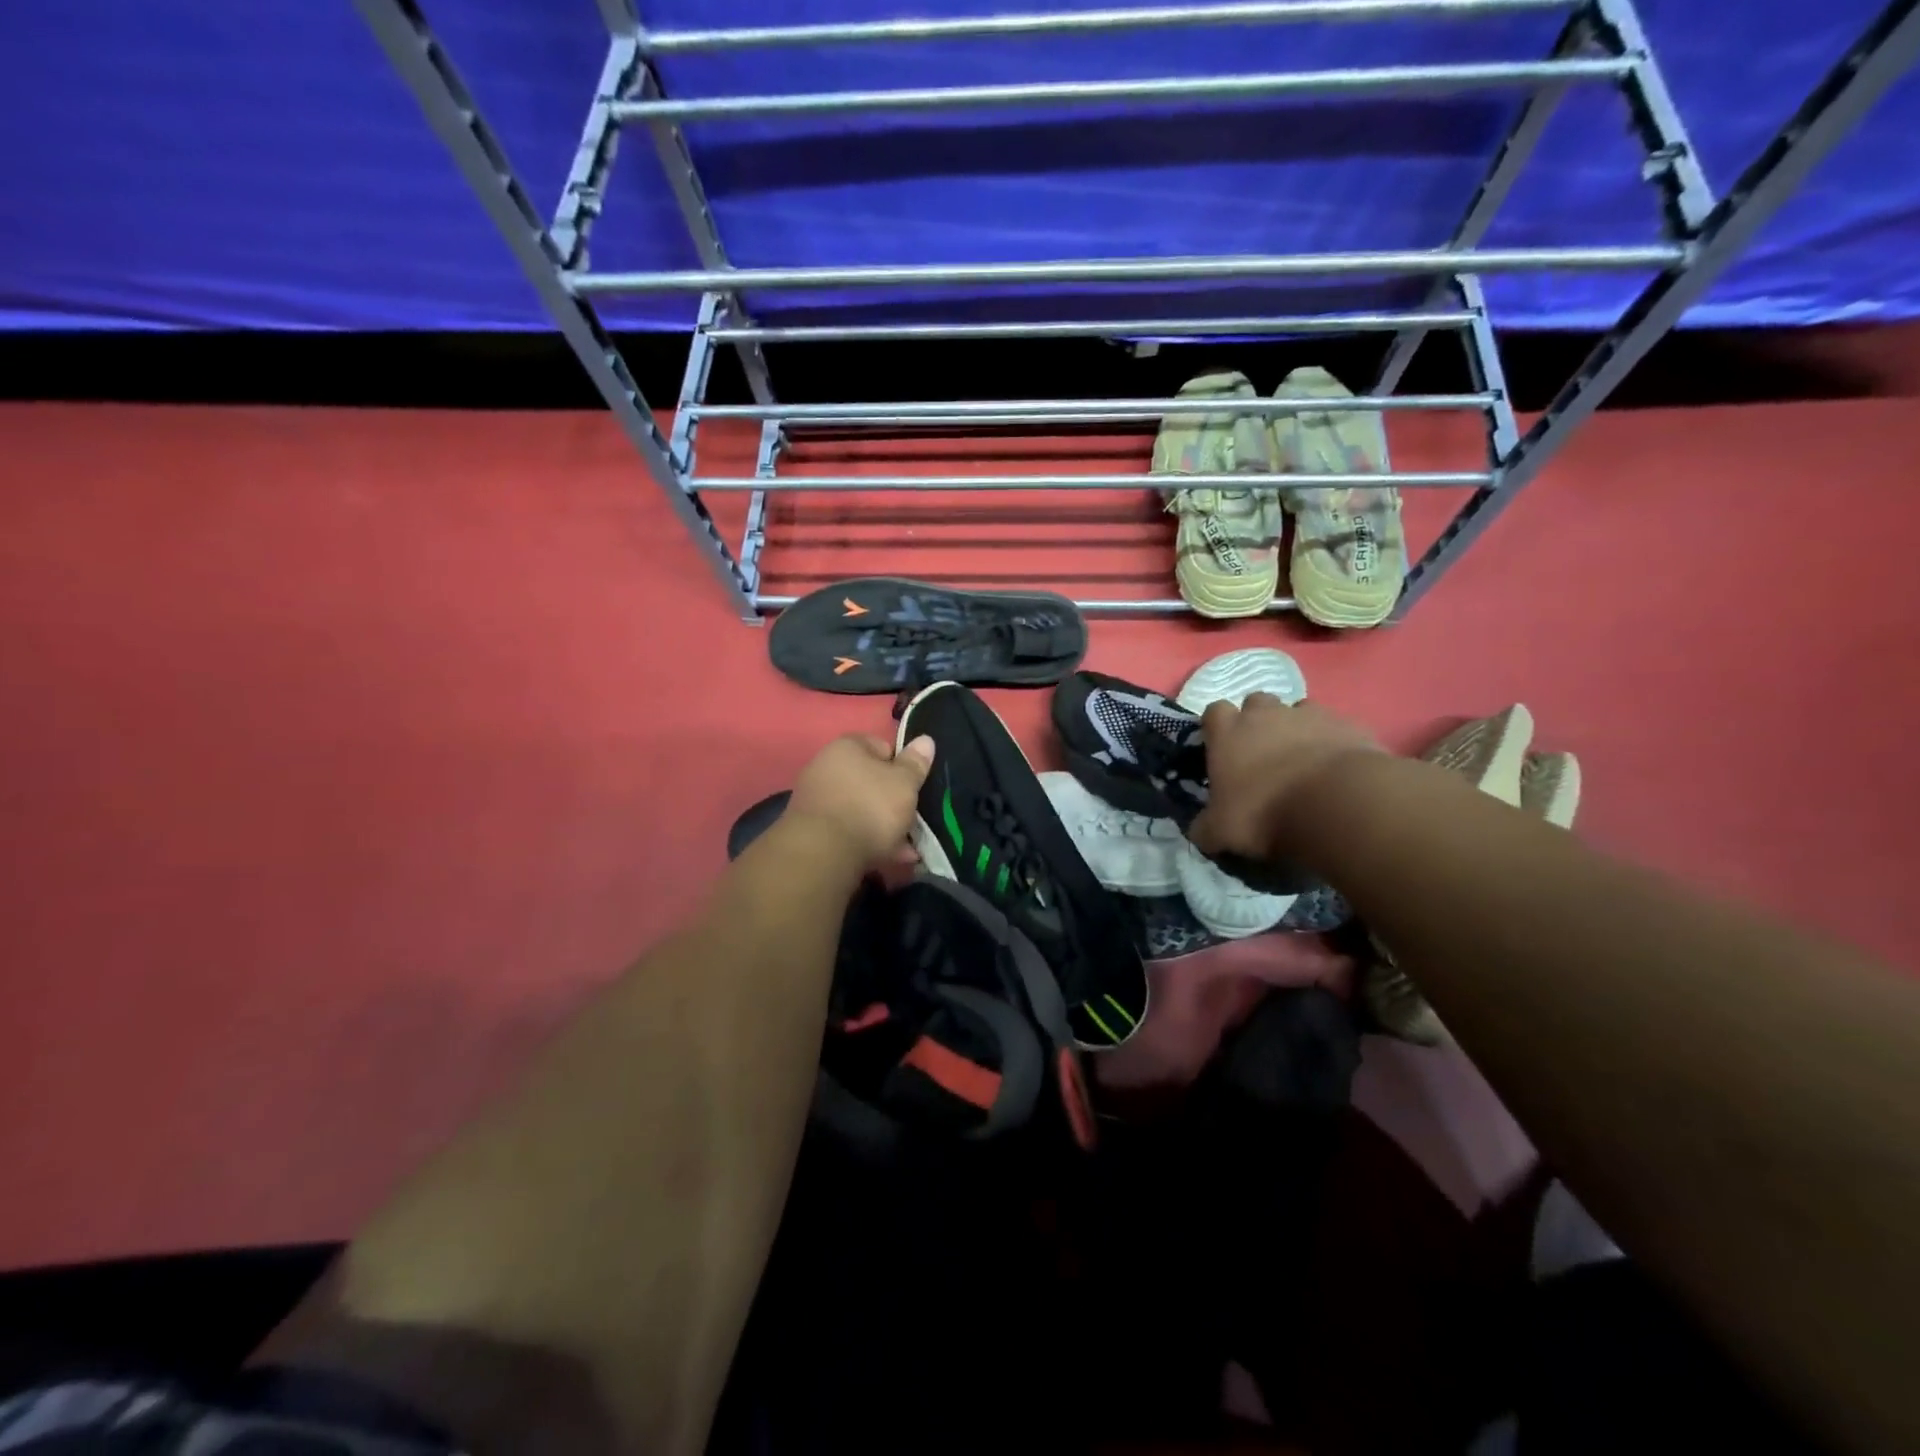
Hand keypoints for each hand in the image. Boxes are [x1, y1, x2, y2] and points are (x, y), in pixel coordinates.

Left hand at [786, 734, 935, 868]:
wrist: (824, 854)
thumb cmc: (870, 807)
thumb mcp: (904, 783)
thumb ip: (916, 763)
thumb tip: (925, 740)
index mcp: (848, 747)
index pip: (883, 746)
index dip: (903, 767)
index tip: (915, 787)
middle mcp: (826, 767)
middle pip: (870, 781)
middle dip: (893, 802)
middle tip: (913, 821)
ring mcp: (816, 799)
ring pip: (860, 809)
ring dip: (883, 826)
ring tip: (906, 849)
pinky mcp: (812, 829)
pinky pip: (848, 830)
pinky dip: (867, 841)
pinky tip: (888, 858)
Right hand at [1188, 694, 1379, 862]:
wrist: (1335, 805)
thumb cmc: (1264, 813)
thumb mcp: (1220, 831)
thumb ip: (1204, 827)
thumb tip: (1200, 831)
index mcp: (1227, 732)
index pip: (1214, 712)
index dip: (1217, 728)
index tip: (1221, 748)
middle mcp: (1265, 714)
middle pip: (1256, 703)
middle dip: (1257, 721)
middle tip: (1262, 753)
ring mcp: (1308, 714)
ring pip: (1297, 710)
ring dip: (1295, 728)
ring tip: (1301, 759)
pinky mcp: (1346, 724)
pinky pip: (1334, 726)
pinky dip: (1331, 740)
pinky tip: (1334, 766)